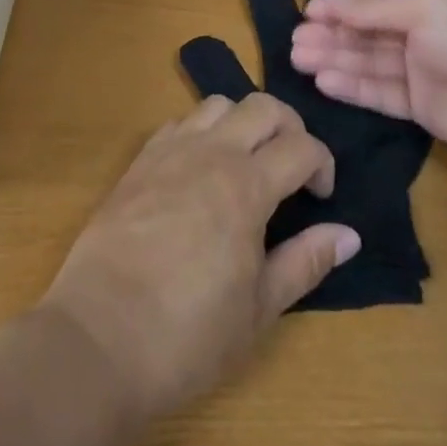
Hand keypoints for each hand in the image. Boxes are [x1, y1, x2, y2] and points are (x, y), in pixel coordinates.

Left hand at [39, 93, 360, 429]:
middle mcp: (210, 153)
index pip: (301, 146)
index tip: (322, 197)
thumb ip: (306, 262)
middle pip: (263, 106)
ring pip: (217, 104)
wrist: (97, 341)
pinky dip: (201, 132)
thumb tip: (349, 234)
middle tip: (292, 167)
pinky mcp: (138, 163)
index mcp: (246, 186)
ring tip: (246, 162)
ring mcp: (169, 152)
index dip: (322, 164)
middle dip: (290, 127)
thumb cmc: (187, 335)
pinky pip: (178, 123)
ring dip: (243, 121)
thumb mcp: (258, 309)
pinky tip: (199, 169)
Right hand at [292, 0, 446, 158]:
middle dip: (333, 34)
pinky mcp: (425, 108)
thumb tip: (329, 5)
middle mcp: (425, 32)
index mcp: (432, 0)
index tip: (307, 12)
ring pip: (371, 62)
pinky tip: (325, 81)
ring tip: (299, 59)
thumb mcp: (426, 7)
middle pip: (369, 32)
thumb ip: (374, 9)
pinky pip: (382, 93)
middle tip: (295, 42)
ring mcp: (425, 71)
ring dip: (336, 59)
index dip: (343, 4)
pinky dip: (354, 87)